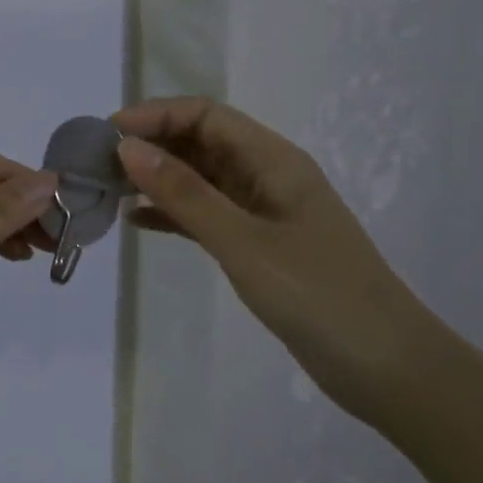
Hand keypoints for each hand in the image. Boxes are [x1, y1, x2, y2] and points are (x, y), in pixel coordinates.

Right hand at [113, 97, 435, 425]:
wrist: (384, 367)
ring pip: (200, 179)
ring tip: (108, 190)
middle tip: (98, 164)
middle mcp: (267, 176)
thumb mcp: (243, 241)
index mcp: (273, 160)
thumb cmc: (318, 295)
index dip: (156, 115)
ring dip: (157, 178)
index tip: (108, 135)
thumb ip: (184, 194)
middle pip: (201, 142)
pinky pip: (205, 215)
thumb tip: (127, 149)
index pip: (206, 115)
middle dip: (151, 144)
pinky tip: (137, 223)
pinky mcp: (258, 245)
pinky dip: (172, 213)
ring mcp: (263, 212)